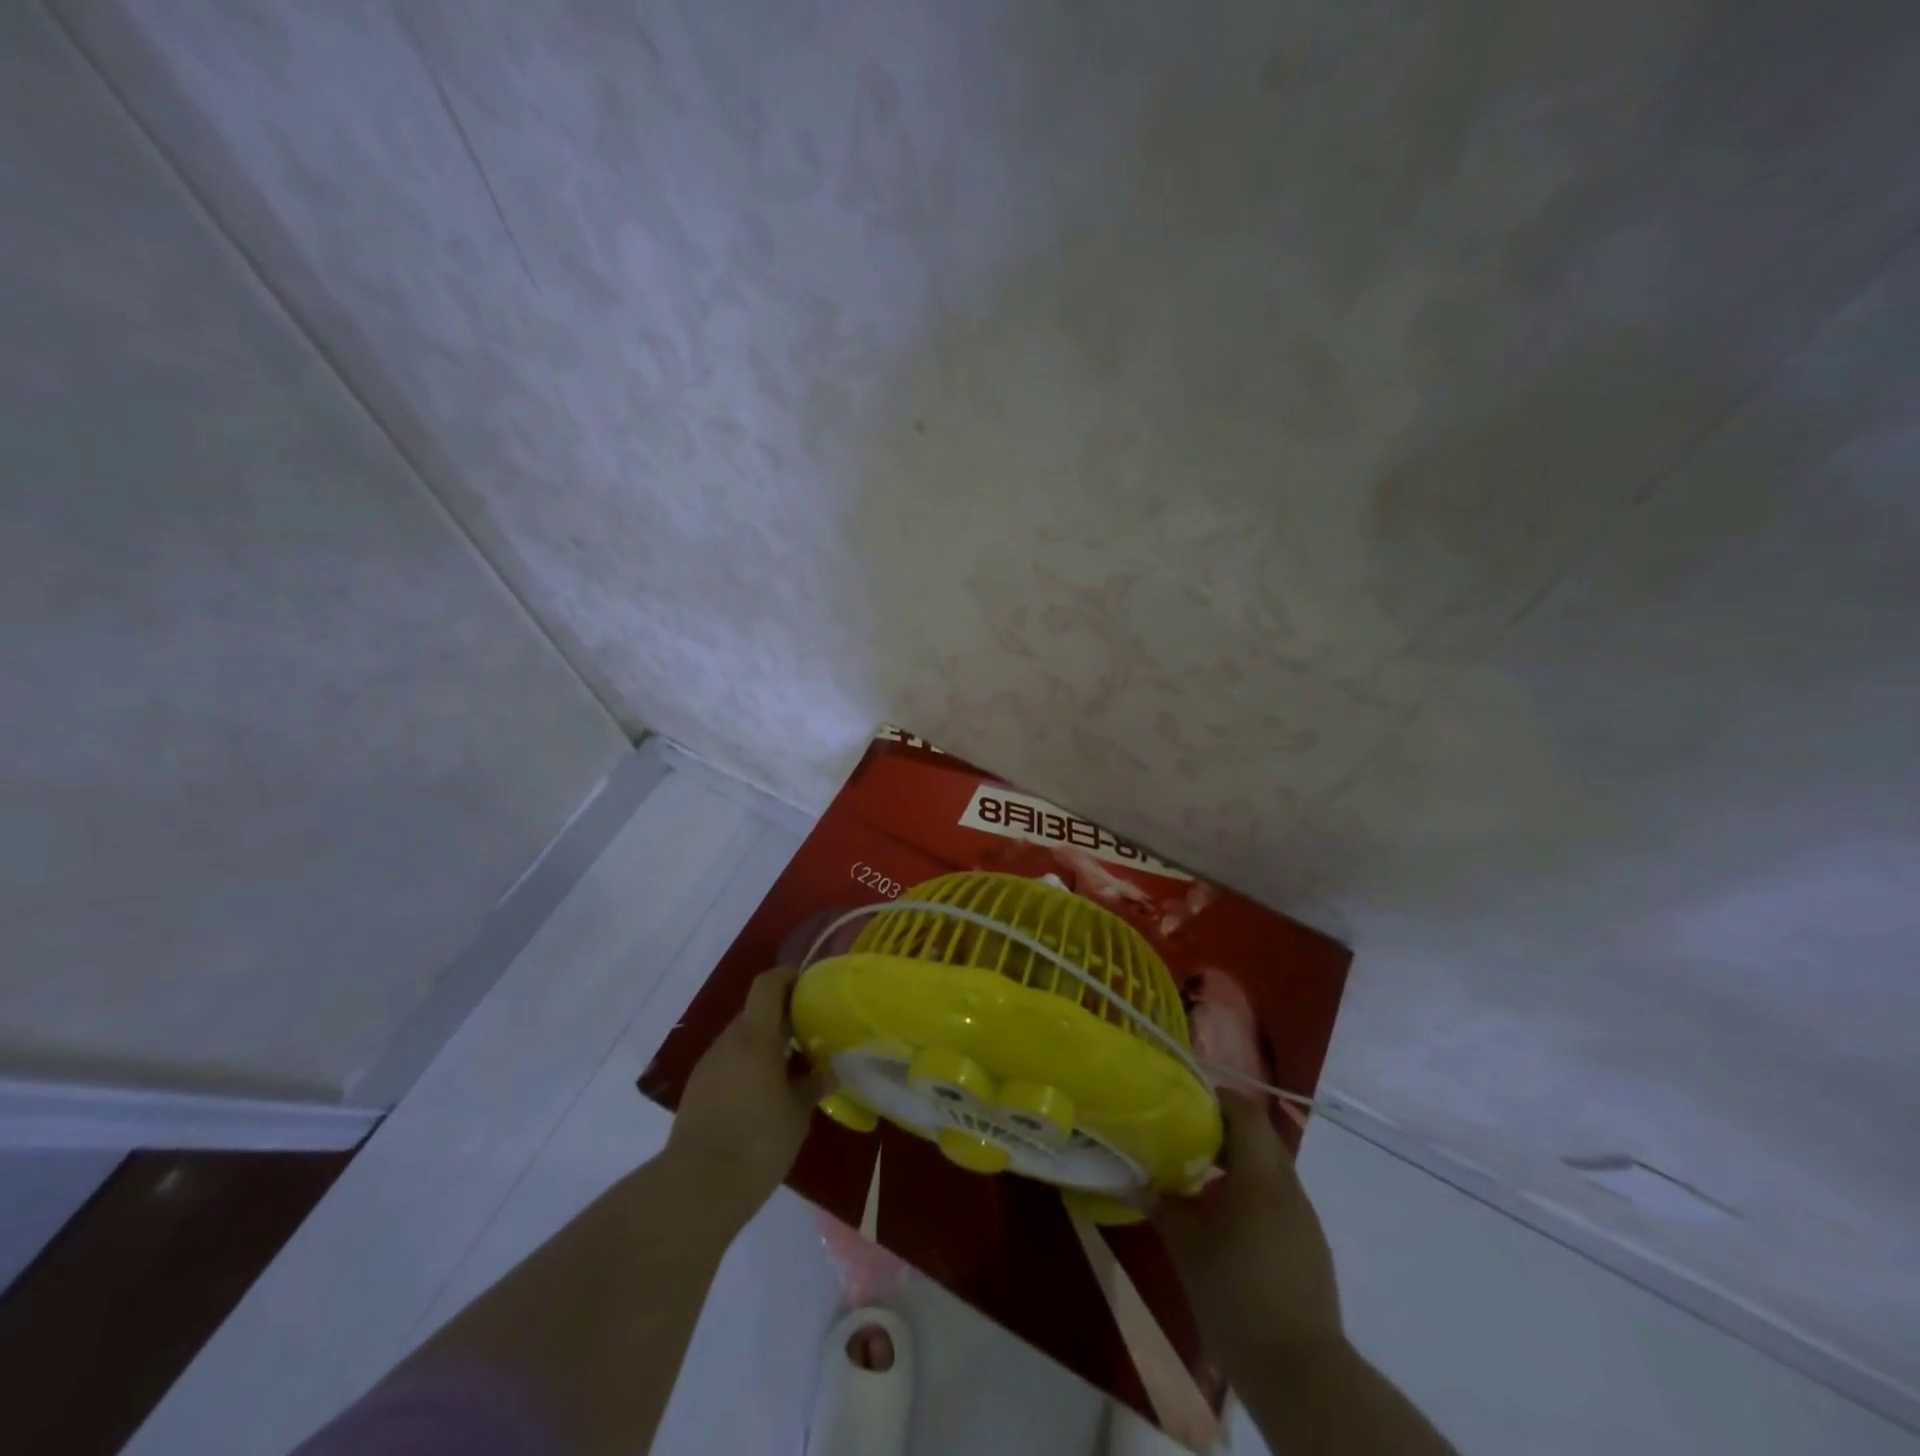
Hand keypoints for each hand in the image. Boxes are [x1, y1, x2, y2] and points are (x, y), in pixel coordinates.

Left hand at [664, 967, 830, 1223]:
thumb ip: (813, 1085)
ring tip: (791, 1068)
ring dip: (765, 1045)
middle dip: (782, 1017)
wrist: (696, 1188)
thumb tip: (828, 1071)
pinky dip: (748, 1067)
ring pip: (741, 1040)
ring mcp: (708, 1067)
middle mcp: (728, 1042)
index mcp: (755, 1037)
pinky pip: (728, 1064)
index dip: (787, 977)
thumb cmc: (757, 1141)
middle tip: (809, 1034)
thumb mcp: (798, 1114)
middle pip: (755, 1012)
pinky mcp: (697, 1092)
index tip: (809, 984)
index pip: (767, 985)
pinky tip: (764, 1096)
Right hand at [1152, 1093, 1341, 1359]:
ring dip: (1239, 1163)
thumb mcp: (1188, 1250)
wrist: (1302, 1376)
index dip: (1218, 1100)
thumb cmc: (1238, 1299)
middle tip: (1186, 1137)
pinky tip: (1227, 1221)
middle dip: (1225, 1130)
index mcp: (1261, 1179)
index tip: (1186, 1103)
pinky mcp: (1310, 1248)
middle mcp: (1288, 1189)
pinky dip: (1253, 1192)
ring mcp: (1305, 1220)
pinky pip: (1279, 1199)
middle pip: (1261, 1137)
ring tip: (1201, 1178)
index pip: (1247, 1114)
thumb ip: (1164, 1208)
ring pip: (1271, 1169)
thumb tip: (1138, 1183)